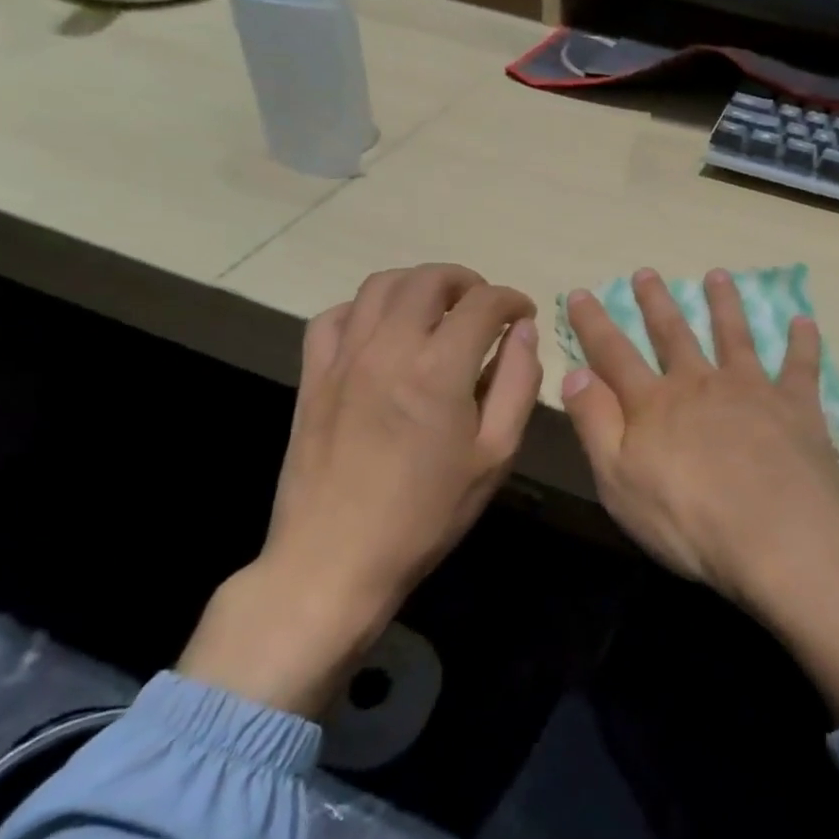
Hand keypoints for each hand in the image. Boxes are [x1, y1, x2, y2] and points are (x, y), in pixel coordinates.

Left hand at [180, 264, 540, 715]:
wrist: (335, 558)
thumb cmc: (427, 513)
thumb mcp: (494, 455)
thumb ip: (517, 385)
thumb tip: (524, 333)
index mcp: (439, 369)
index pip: (483, 304)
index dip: (512, 299)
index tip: (524, 313)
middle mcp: (388, 347)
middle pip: (428, 280)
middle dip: (466, 282)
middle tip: (485, 306)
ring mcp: (344, 358)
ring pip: (380, 286)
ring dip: (418, 285)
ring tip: (438, 309)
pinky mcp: (313, 375)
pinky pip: (334, 316)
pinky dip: (365, 308)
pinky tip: (382, 330)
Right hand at [562, 269, 838, 720]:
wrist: (778, 535)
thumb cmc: (688, 519)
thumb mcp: (618, 480)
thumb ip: (596, 423)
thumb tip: (574, 372)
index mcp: (655, 404)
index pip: (614, 354)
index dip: (594, 324)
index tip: (582, 292)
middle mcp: (700, 384)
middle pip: (673, 334)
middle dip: (656, 302)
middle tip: (647, 273)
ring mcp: (752, 390)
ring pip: (734, 336)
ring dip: (725, 304)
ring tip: (718, 276)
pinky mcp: (796, 406)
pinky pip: (800, 365)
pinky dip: (803, 342)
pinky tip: (804, 321)